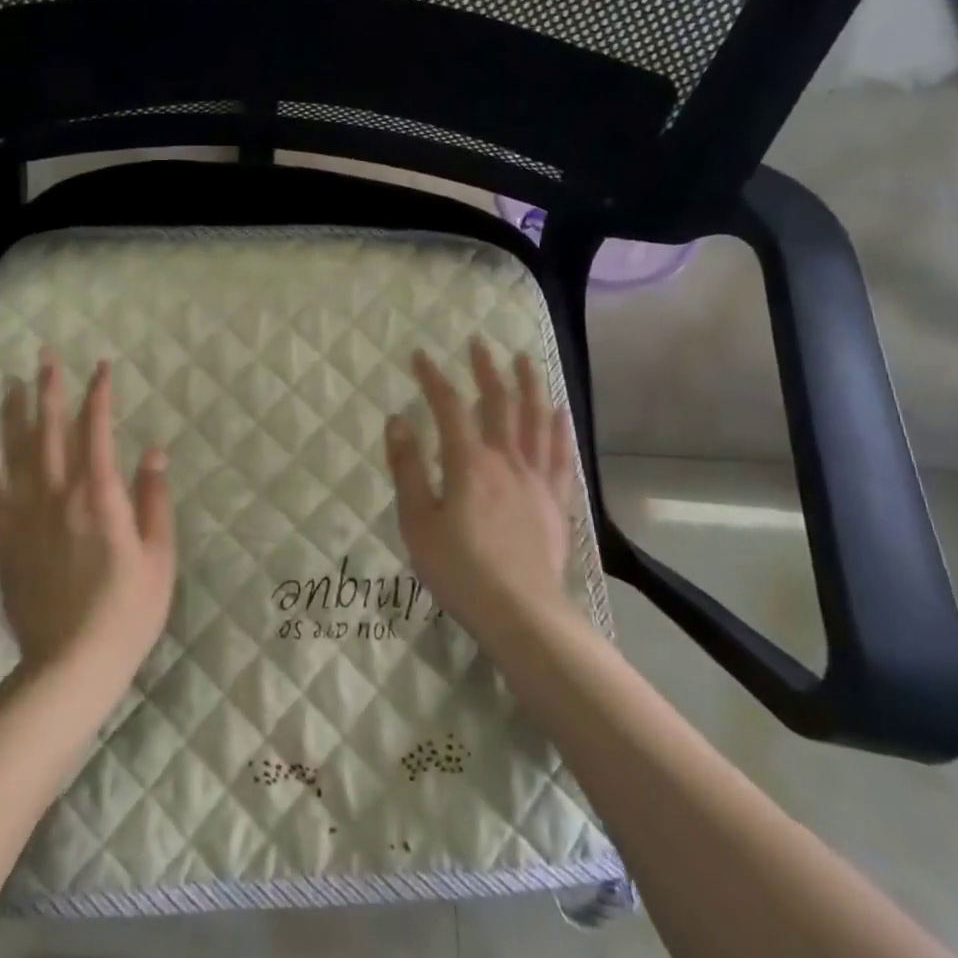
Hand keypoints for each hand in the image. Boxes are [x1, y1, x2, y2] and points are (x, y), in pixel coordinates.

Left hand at [0, 354, 175, 692]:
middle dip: (49, 389)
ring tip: (11, 383)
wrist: (72, 663)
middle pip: (51, 431)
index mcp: (100, 495)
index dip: (99, 394)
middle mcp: (59, 494)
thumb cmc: (127, 609)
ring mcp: (27, 516)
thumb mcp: (159, 555)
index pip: (98, 430)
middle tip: (44, 356)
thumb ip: (154, 499)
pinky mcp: (5, 540)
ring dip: (14, 415)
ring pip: (17, 453)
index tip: (101, 366)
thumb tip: (154, 451)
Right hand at [384, 339, 576, 640]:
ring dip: (529, 385)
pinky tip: (559, 411)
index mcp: (469, 463)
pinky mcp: (555, 501)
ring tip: (524, 360)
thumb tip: (398, 421)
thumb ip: (408, 468)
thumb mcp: (418, 522)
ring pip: (536, 420)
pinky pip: (560, 454)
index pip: (449, 407)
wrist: (521, 614)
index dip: (434, 378)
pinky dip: (559, 428)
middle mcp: (506, 460)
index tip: (420, 356)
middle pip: (499, 403)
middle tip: (478, 343)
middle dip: (486, 370)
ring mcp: (536, 479)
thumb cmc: (460, 569)